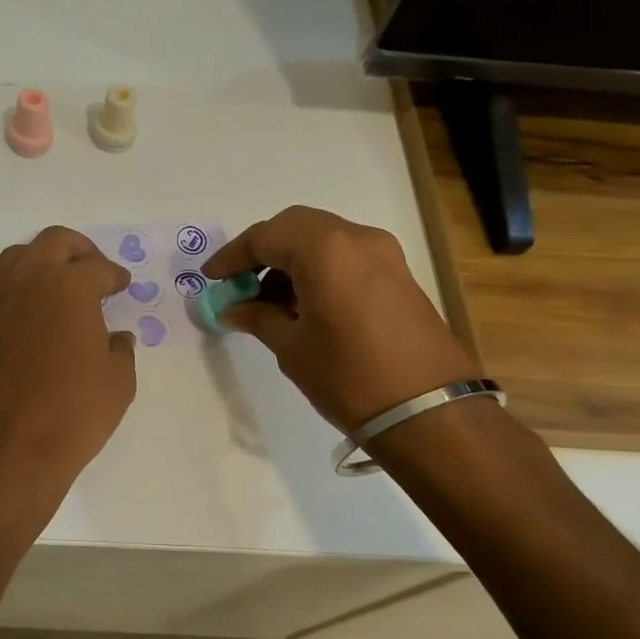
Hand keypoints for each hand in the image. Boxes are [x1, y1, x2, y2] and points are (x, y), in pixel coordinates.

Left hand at [0, 227, 137, 508]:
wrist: (9, 448)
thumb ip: (120, 350)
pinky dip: (22, 288)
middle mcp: (30, 281)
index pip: (97, 267)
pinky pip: (2, 288)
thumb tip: (116, 338)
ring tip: (62, 286)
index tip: (122, 284)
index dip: (115, 275)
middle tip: (95, 271)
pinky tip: (38, 315)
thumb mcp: (118, 382)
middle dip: (80, 250)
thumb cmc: (74, 412)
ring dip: (44, 261)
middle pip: (54, 242)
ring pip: (19, 257)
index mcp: (69, 286)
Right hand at [202, 206, 479, 433]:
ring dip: (291, 258)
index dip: (231, 257)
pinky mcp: (398, 272)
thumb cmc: (348, 377)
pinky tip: (303, 303)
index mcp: (323, 249)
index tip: (210, 279)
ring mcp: (383, 252)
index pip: (263, 238)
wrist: (430, 412)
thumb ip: (257, 318)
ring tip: (268, 300)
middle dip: (262, 250)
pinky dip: (318, 267)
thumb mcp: (292, 348)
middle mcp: (355, 237)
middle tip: (238, 282)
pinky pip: (346, 255)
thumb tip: (232, 308)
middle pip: (295, 226)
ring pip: (323, 238)